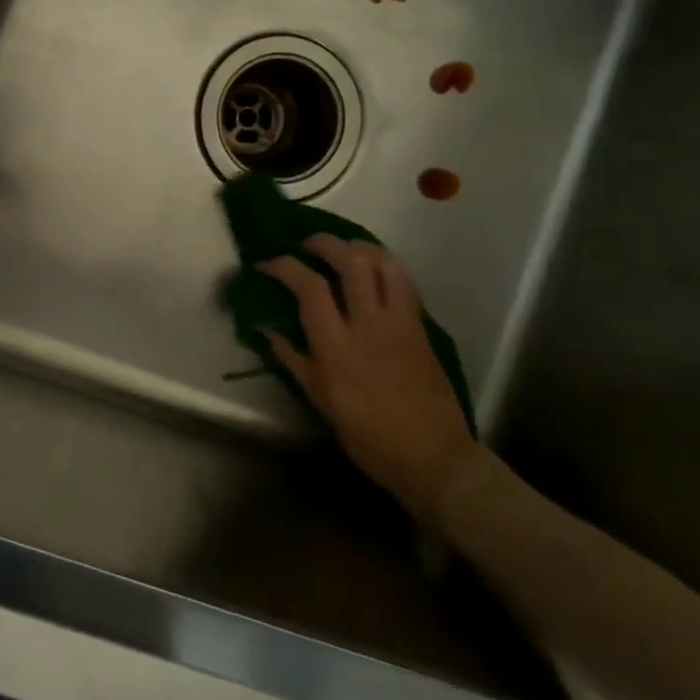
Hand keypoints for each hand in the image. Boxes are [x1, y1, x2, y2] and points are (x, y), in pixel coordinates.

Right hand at [258, 236, 482, 526]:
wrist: (433, 457)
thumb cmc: (369, 436)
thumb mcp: (320, 401)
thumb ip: (292, 359)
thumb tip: (266, 330)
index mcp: (338, 346)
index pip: (309, 287)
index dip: (284, 266)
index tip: (265, 263)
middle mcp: (369, 324)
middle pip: (350, 261)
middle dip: (323, 242)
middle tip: (306, 244)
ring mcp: (400, 322)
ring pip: (383, 263)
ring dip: (358, 247)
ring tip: (342, 249)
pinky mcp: (421, 326)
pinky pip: (403, 281)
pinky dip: (384, 265)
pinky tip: (372, 271)